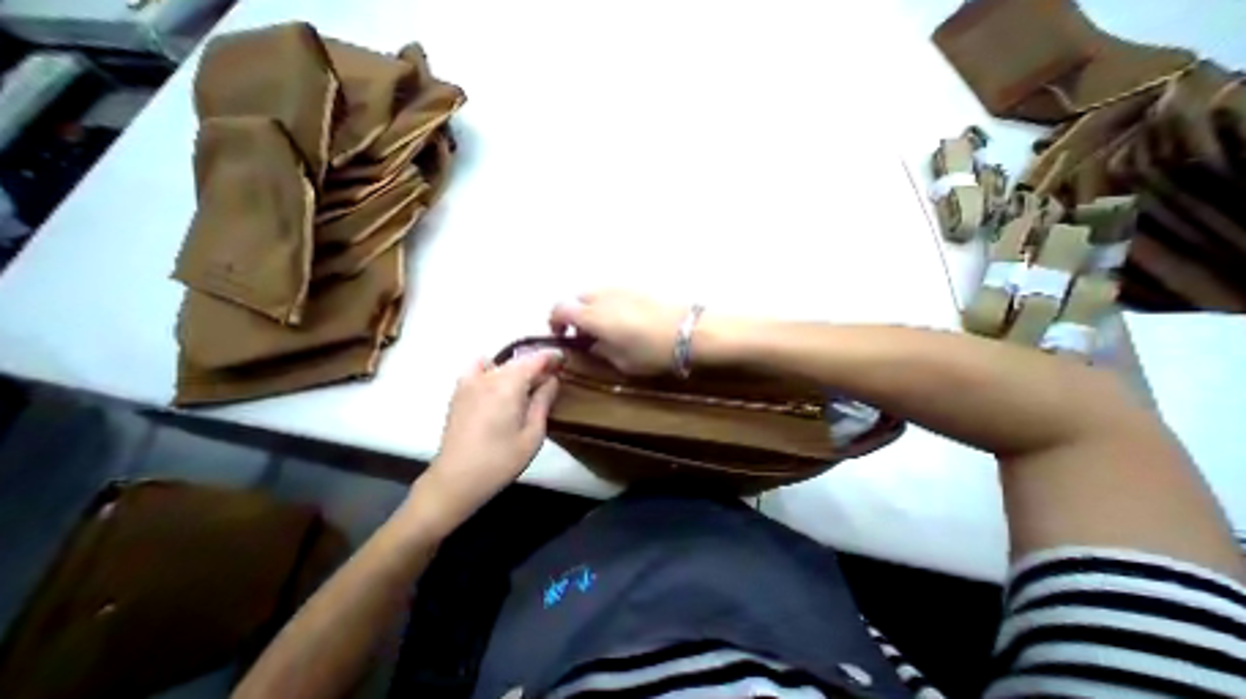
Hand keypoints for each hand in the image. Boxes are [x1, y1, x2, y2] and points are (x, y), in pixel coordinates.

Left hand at [404, 353, 559, 536]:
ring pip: (502, 364)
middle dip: (537, 366)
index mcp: (509, 386)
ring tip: (527, 386)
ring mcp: (471, 382)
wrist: (456, 480)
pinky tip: (497, 382)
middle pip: (519, 361)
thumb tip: (552, 379)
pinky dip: (491, 368)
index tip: (564, 361)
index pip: (535, 359)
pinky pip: (478, 367)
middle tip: (550, 381)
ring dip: (518, 369)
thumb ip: (543, 401)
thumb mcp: (533, 434)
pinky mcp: (459, 391)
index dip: (552, 357)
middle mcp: (489, 377)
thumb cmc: (501, 461)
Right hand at [549, 290, 686, 374]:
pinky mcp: (637, 286)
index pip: (560, 309)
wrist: (690, 331)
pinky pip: (613, 292)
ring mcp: (620, 287)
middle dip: (575, 315)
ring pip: (595, 293)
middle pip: (576, 298)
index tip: (563, 335)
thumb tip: (592, 344)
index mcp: (593, 315)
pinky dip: (609, 303)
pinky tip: (625, 318)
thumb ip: (601, 351)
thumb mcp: (622, 362)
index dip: (555, 321)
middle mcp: (602, 296)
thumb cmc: (653, 351)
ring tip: (606, 327)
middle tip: (586, 334)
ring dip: (592, 308)